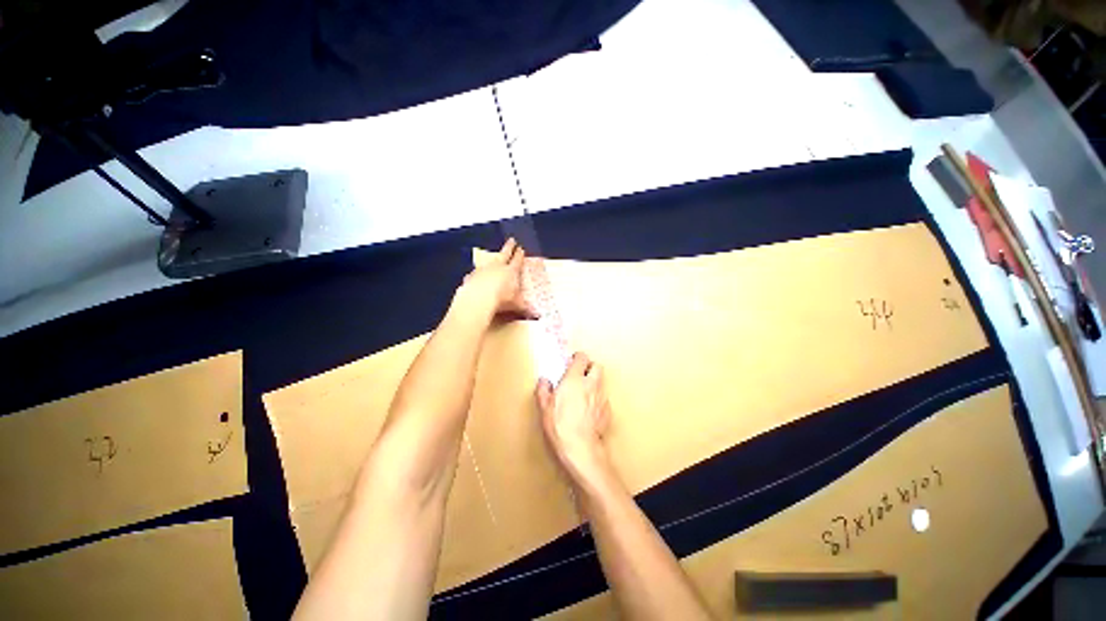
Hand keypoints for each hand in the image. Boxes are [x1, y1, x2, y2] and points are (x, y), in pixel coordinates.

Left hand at [458, 238, 536, 319]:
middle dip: (509, 247)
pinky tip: (475, 276)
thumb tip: (537, 316)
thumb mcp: (517, 305)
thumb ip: (526, 309)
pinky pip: (475, 273)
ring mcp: (483, 270)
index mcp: (511, 271)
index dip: (519, 254)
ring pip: (489, 261)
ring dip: (492, 259)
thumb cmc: (502, 300)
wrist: (478, 299)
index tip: (521, 248)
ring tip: (493, 258)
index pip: (517, 260)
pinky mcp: (471, 276)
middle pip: (505, 254)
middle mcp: (497, 267)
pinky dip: (477, 274)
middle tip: (511, 240)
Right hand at [536, 352, 612, 484]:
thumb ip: (543, 390)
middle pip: (597, 366)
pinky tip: (589, 412)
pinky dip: (597, 401)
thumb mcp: (544, 407)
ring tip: (584, 395)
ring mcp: (602, 398)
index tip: (571, 363)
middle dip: (590, 367)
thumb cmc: (559, 425)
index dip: (577, 358)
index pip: (582, 358)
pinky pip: (604, 400)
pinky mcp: (608, 412)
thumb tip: (544, 380)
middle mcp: (591, 384)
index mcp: (575, 379)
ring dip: (594, 384)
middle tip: (580, 376)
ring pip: (601, 383)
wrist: (580, 448)